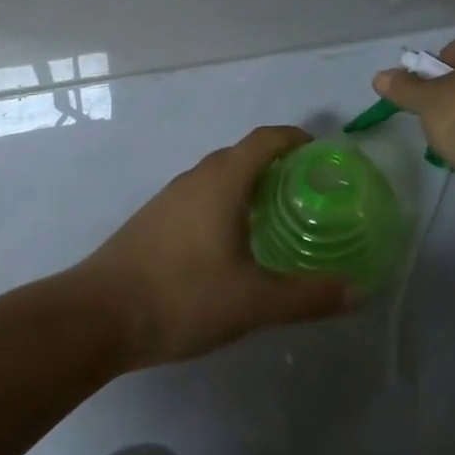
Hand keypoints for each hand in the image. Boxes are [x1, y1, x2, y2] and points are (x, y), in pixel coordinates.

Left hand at [79, 126, 350, 367]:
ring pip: (217, 176)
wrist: (96, 317)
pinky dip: (224, 202)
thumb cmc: (182, 297)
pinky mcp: (153, 220)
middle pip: (242, 154)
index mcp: (223, 181)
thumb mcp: (254, 303)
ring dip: (247, 183)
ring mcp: (169, 198)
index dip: (295, 138)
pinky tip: (229, 242)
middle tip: (306, 192)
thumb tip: (358, 291)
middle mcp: (196, 178)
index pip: (265, 139)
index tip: (320, 154)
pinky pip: (199, 196)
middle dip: (276, 164)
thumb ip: (308, 296)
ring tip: (274, 216)